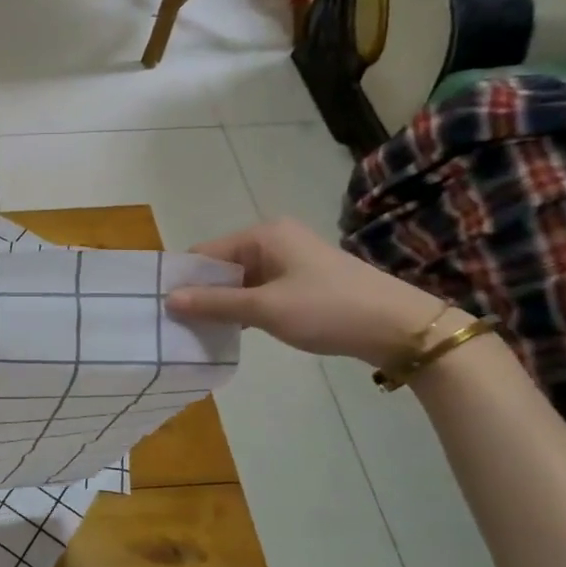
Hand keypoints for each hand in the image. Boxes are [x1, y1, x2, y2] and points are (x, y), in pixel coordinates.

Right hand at [165, 217, 451, 368]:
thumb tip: (168, 299)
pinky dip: (245, 308)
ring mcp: (290, 260)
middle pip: (221, 265)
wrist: (401, 328)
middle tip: (180, 325)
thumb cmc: (328, 309)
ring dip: (224, 304)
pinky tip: (236, 330)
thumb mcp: (266, 309)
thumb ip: (215, 303)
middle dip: (202, 293)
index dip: (184, 279)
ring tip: (202, 332)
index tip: (164, 309)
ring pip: (240, 280)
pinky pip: (259, 289)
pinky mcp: (303, 280)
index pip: (205, 253)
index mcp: (263, 235)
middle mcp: (274, 239)